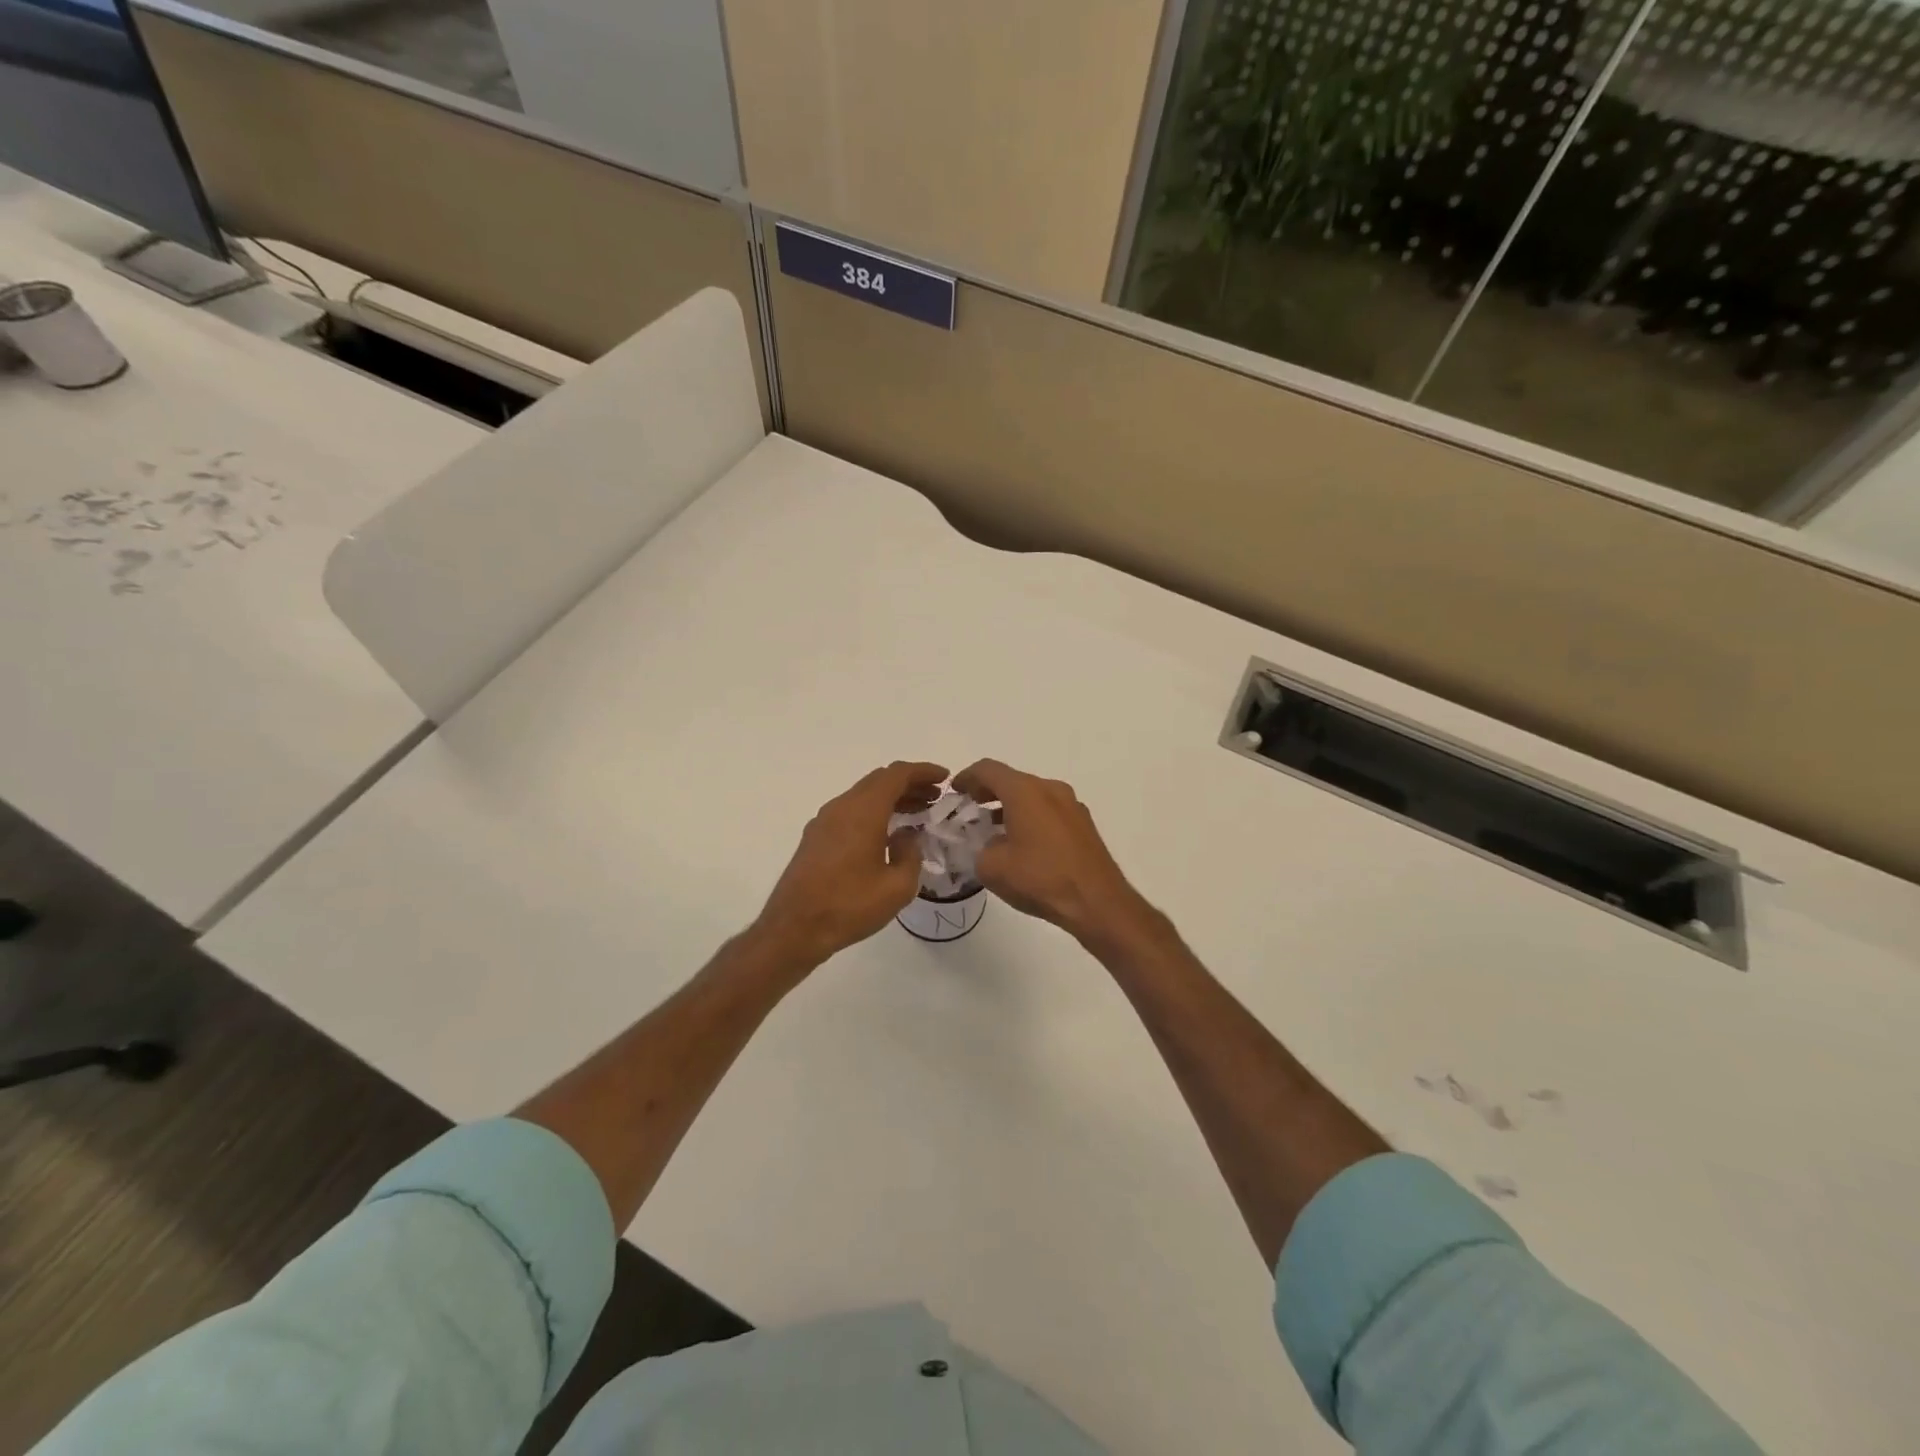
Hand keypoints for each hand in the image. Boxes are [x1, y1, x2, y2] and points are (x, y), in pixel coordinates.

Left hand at [752, 761, 946, 971]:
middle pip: (879, 780)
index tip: (945, 778)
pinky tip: (887, 834)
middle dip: (910, 784)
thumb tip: (906, 837)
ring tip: (917, 814)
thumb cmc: (849, 906)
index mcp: (863, 810)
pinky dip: (874, 812)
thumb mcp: (897, 887)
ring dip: (891, 799)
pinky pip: (850, 812)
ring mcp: (824, 821)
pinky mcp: (815, 837)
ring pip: (863, 796)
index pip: (897, 774)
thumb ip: (910, 854)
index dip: (923, 771)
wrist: (794, 928)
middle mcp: (842, 806)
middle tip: (935, 798)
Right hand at [952, 759, 1153, 944]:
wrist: (1097, 902)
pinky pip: (1048, 810)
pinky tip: (1022, 843)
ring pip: (1032, 795)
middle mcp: (1050, 789)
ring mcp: (1071, 805)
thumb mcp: (992, 868)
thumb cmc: (1041, 878)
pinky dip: (1029, 817)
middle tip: (969, 809)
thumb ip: (979, 849)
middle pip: (1012, 780)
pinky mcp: (1083, 824)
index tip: (954, 791)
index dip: (967, 777)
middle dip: (987, 792)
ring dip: (1009, 806)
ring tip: (992, 829)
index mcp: (1025, 791)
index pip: (988, 770)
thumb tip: (987, 846)